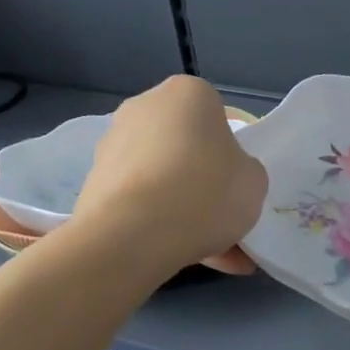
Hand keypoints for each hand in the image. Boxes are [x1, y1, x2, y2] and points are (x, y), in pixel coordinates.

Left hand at [70, 75, 266, 275]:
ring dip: (182, 206)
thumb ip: (244, 169)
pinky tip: (184, 255)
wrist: (133, 235)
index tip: (236, 180)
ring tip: (211, 250)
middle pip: (185, 145)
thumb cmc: (206, 191)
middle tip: (223, 215)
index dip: (231, 150)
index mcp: (188, 93)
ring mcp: (112, 145)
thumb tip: (226, 175)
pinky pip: (140, 202)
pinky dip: (159, 223)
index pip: (217, 115)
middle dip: (203, 179)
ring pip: (162, 177)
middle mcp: (144, 108)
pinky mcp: (94, 184)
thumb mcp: (255, 180)